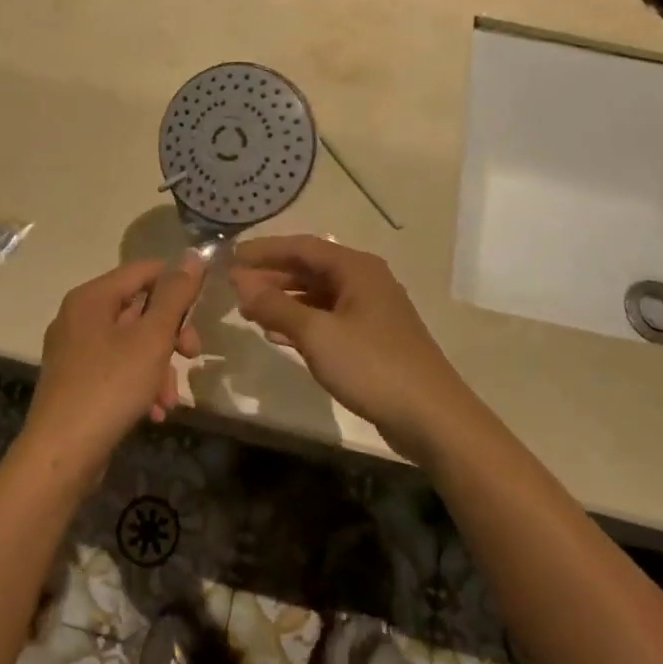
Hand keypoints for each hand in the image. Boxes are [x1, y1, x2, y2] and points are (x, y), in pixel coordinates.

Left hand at [23, 256, 204, 481]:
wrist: (61, 454)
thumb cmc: (110, 386)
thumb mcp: (151, 339)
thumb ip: (174, 296)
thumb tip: (192, 256)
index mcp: (92, 297)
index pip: (143, 270)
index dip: (176, 283)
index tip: (202, 308)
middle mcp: (79, 316)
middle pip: (138, 309)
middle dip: (170, 334)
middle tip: (193, 354)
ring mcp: (75, 350)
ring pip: (131, 344)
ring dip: (159, 367)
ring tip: (171, 400)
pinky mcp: (76, 381)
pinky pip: (117, 369)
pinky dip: (139, 384)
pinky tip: (154, 412)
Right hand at [230, 235, 476, 461]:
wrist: (431, 417)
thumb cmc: (372, 366)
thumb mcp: (317, 334)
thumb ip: (276, 306)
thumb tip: (241, 283)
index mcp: (356, 268)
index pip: (301, 246)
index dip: (264, 250)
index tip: (231, 257)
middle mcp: (365, 280)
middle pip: (310, 268)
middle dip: (271, 275)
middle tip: (234, 285)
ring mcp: (371, 310)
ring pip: (317, 294)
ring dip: (283, 299)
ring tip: (249, 309)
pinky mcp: (372, 338)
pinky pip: (328, 318)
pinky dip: (301, 321)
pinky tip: (277, 334)